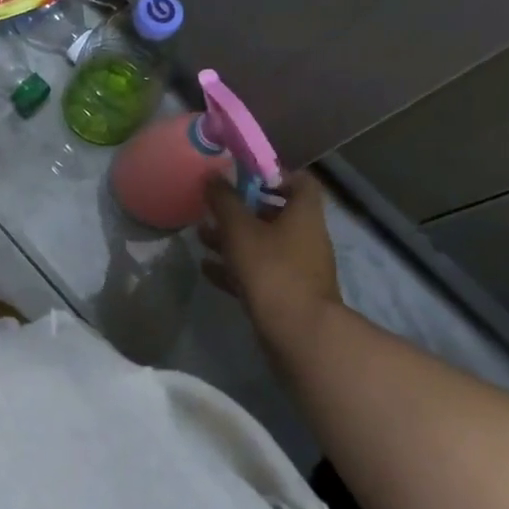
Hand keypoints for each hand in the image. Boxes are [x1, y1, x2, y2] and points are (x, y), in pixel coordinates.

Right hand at [200, 172, 342, 345]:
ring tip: (202, 236)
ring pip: (264, 245)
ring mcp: (298, 269)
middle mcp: (306, 238)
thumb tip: (212, 176)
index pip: (300, 181)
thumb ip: (224, 200)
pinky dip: (235, 268)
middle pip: (276, 214)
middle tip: (215, 206)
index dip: (274, 174)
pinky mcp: (287, 296)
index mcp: (304, 215)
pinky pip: (259, 273)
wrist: (299, 335)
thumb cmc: (272, 269)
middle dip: (243, 209)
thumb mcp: (240, 229)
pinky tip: (207, 268)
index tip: (244, 174)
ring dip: (234, 239)